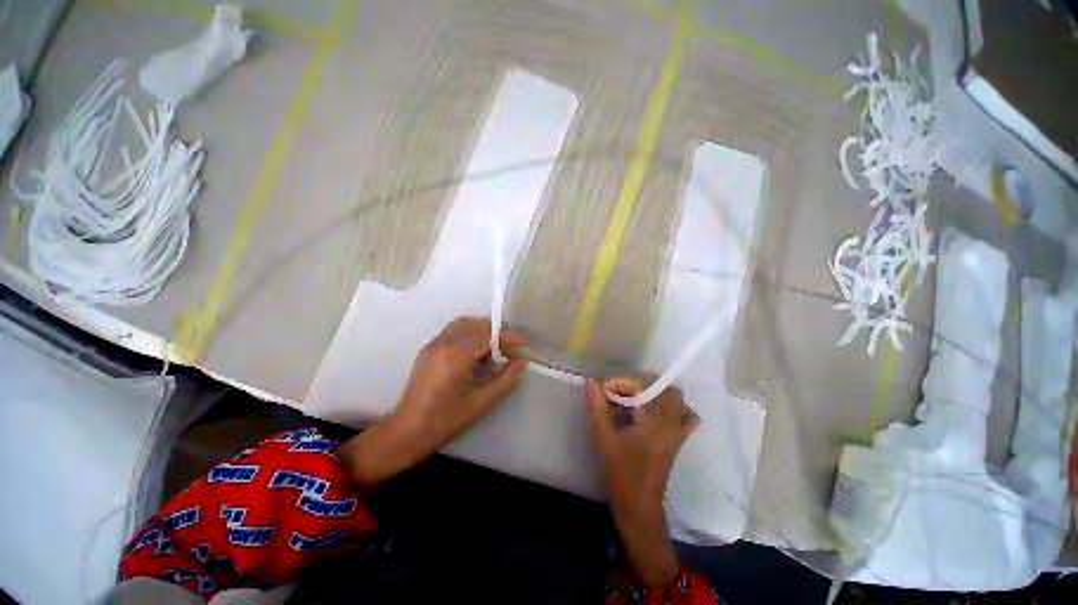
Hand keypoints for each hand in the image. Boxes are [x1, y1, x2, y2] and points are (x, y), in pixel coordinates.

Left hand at [339, 317, 526, 487]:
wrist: (407, 431)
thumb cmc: (446, 420)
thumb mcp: (482, 402)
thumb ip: (505, 379)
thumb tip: (521, 361)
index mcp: (457, 355)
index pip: (488, 335)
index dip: (508, 337)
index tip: (523, 344)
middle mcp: (444, 343)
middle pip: (476, 324)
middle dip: (495, 333)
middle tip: (508, 350)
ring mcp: (433, 344)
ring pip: (463, 325)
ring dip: (481, 332)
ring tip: (491, 352)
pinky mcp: (428, 349)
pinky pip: (453, 332)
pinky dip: (468, 336)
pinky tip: (473, 356)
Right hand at [585, 377, 698, 585]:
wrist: (640, 505)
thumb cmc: (621, 471)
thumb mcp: (604, 437)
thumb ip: (597, 407)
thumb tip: (591, 381)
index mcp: (654, 420)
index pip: (641, 386)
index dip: (620, 383)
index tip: (604, 391)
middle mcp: (671, 421)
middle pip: (660, 387)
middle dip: (637, 385)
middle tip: (618, 395)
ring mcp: (679, 430)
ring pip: (676, 398)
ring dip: (655, 393)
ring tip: (634, 400)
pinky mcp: (679, 439)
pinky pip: (687, 416)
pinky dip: (675, 407)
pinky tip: (656, 411)